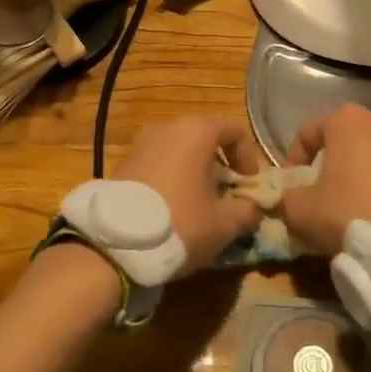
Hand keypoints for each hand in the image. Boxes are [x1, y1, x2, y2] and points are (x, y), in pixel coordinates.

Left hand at [114, 117, 263, 275]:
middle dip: (221, 166)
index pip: (235, 132)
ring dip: (195, 173)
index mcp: (196, 131)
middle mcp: (168, 128)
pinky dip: (172, 178)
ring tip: (199, 205)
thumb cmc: (181, 223)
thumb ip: (249, 210)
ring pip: (180, 152)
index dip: (249, 158)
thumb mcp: (225, 224)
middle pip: (205, 140)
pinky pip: (159, 163)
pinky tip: (172, 208)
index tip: (249, 186)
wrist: (115, 244)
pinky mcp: (123, 163)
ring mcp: (142, 143)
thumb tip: (255, 206)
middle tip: (227, 196)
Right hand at [278, 104, 370, 255]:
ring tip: (355, 205)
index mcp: (345, 119)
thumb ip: (287, 198)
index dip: (293, 161)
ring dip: (361, 174)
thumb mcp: (301, 209)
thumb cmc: (349, 208)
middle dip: (331, 165)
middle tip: (323, 196)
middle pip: (344, 141)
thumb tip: (288, 198)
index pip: (307, 133)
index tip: (292, 188)